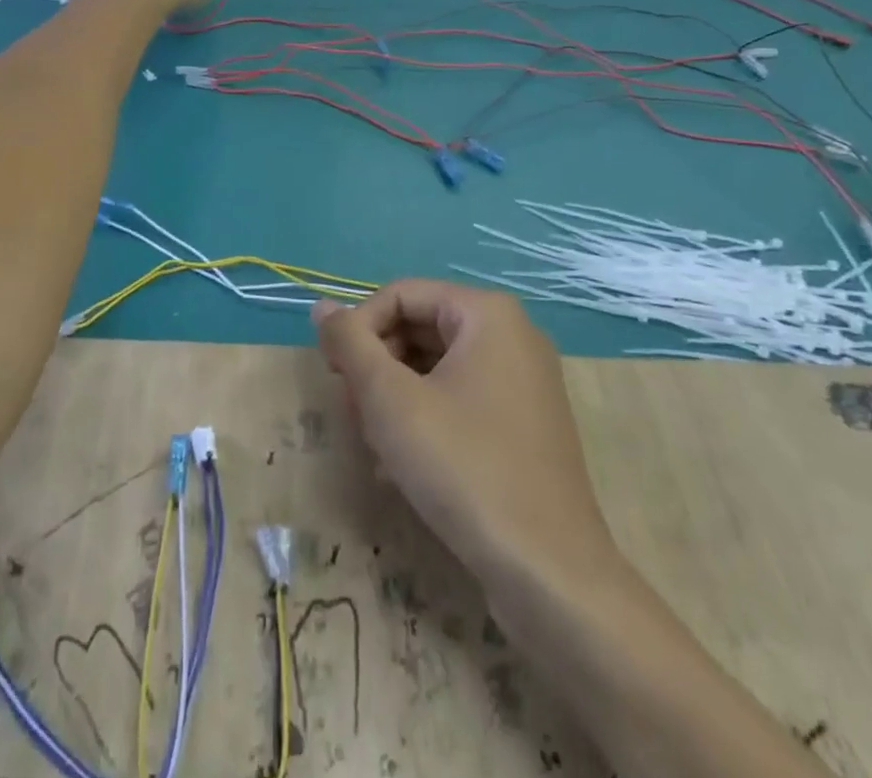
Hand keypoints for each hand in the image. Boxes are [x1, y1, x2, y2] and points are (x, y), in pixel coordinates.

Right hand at [313, 281, 620, 589]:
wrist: (550, 575)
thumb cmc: (463, 467)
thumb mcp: (389, 399)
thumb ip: (350, 343)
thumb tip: (322, 306)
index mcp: (487, 314)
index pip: (399, 295)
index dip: (358, 329)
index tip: (335, 375)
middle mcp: (512, 337)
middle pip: (419, 328)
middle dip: (376, 367)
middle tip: (352, 412)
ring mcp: (523, 384)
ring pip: (436, 368)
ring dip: (394, 397)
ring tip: (373, 443)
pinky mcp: (524, 427)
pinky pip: (460, 400)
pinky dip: (425, 419)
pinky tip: (400, 465)